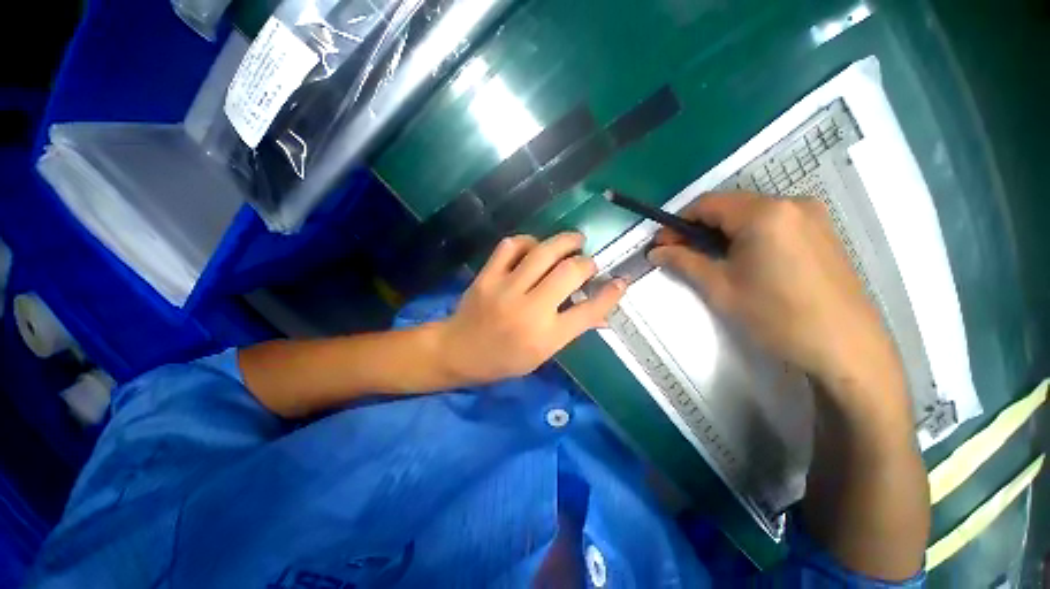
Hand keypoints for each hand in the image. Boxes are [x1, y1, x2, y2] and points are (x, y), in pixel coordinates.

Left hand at [439, 233, 625, 384]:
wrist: (458, 351)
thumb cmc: (503, 359)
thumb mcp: (542, 354)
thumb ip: (572, 330)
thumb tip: (602, 315)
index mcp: (546, 336)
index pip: (588, 311)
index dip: (610, 294)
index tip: (621, 281)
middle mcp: (529, 310)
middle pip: (569, 272)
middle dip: (586, 261)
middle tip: (588, 261)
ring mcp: (506, 289)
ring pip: (543, 252)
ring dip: (564, 242)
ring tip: (573, 242)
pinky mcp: (487, 276)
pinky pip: (511, 246)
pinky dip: (528, 241)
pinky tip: (534, 247)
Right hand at [648, 193, 900, 394]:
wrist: (846, 348)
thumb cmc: (777, 316)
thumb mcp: (720, 288)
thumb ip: (683, 262)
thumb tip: (655, 252)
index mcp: (764, 213)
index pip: (705, 203)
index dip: (677, 224)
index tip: (662, 246)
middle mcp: (790, 203)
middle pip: (729, 206)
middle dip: (698, 229)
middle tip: (680, 255)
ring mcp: (811, 215)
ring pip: (750, 214)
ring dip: (721, 233)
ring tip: (709, 261)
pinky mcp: (822, 230)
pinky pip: (773, 222)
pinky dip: (747, 236)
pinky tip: (742, 260)